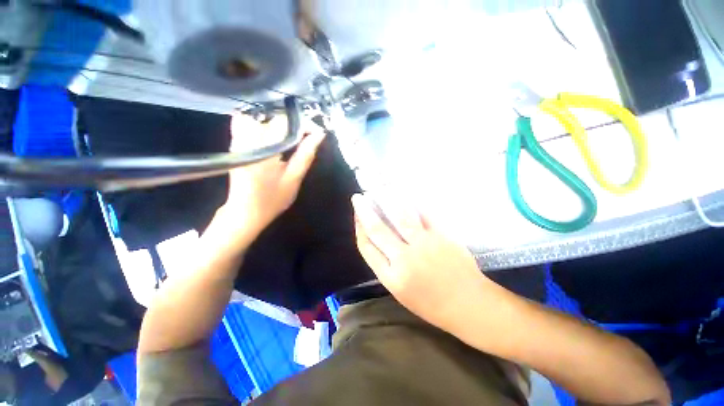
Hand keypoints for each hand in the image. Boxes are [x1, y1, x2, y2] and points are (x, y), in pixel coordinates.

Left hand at [217, 113, 324, 243]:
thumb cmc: (273, 199)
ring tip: (291, 136)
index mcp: (265, 149)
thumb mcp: (294, 178)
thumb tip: (319, 135)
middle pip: (273, 117)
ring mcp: (239, 140)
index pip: (285, 122)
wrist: (245, 212)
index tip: (315, 132)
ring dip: (279, 124)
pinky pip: (248, 124)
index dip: (303, 124)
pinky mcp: (236, 144)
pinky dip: (263, 126)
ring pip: (261, 118)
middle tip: (306, 136)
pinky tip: (273, 138)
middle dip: (293, 123)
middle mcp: (249, 139)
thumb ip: (306, 155)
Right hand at [352, 194, 492, 329]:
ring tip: (379, 189)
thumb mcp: (401, 292)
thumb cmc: (432, 305)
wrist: (470, 306)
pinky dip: (413, 204)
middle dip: (364, 211)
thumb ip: (387, 266)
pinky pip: (424, 215)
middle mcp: (404, 259)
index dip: (359, 229)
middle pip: (378, 229)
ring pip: (401, 216)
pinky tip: (404, 195)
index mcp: (392, 277)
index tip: (357, 216)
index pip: (367, 247)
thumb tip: (377, 240)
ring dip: (387, 200)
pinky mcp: (442, 236)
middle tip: (358, 197)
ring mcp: (425, 245)